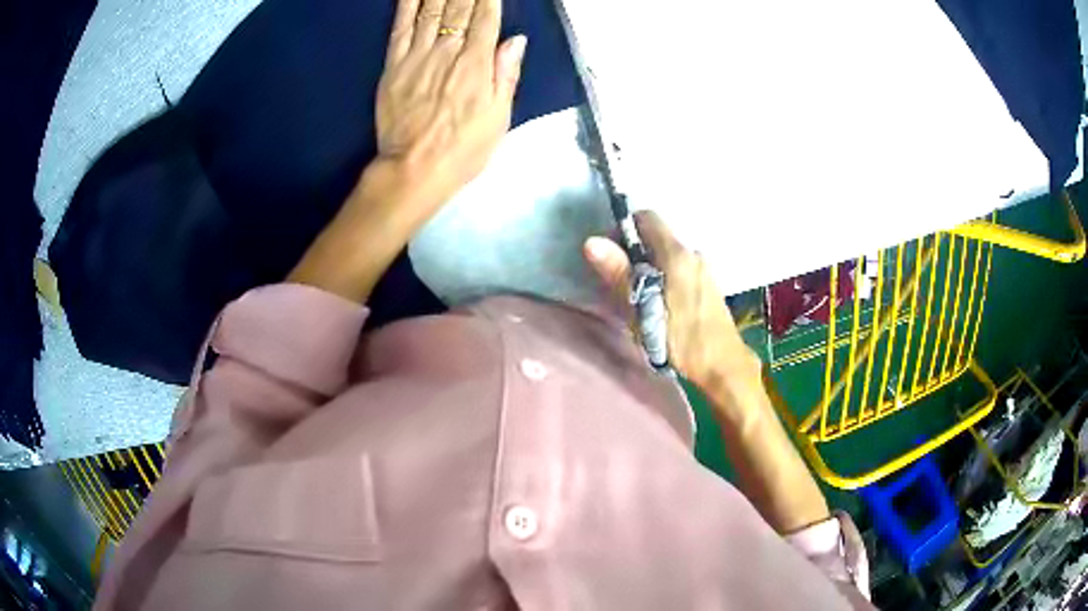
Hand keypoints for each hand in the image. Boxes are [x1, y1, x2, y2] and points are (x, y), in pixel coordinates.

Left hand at [377, 0, 525, 200]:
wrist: (413, 169)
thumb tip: (517, 40)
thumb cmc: (463, 149)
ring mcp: (418, 55)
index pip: (487, 18)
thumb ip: (507, 75)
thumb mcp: (499, 118)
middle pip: (459, 7)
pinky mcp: (394, 65)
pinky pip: (401, 27)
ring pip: (431, 10)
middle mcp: (448, 51)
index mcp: (478, 64)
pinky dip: (407, 5)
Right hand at [583, 212, 759, 388]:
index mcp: (677, 255)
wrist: (724, 366)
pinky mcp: (708, 284)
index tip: (612, 254)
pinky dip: (664, 278)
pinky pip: (679, 269)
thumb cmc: (683, 341)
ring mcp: (703, 268)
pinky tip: (659, 306)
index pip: (647, 218)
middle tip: (620, 284)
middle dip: (634, 254)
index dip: (624, 229)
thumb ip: (620, 274)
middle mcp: (693, 254)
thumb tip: (592, 242)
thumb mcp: (644, 311)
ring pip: (667, 255)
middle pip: (656, 238)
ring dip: (649, 269)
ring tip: (638, 300)